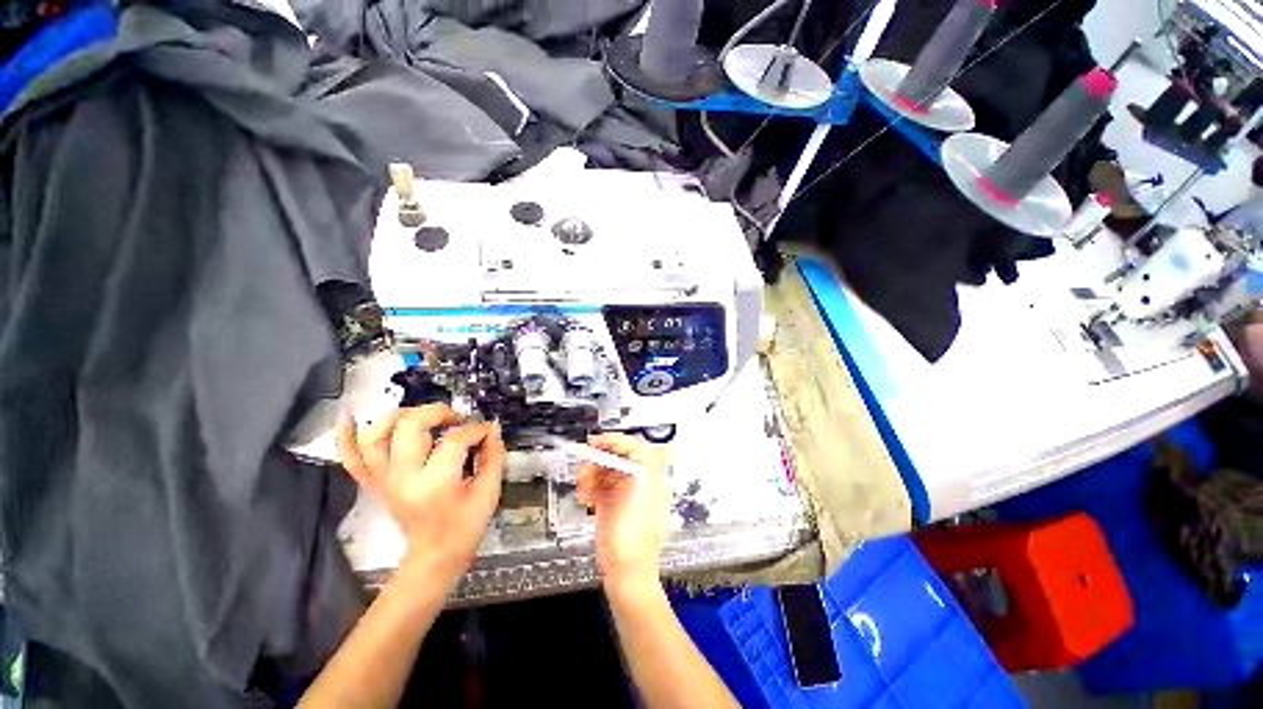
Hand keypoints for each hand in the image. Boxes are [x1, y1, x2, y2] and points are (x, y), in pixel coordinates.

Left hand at [338, 405, 505, 583]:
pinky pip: (352, 458)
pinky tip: (349, 417)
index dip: (476, 429)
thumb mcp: (488, 494)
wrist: (434, 558)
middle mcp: (403, 479)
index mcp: (434, 484)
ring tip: (422, 415)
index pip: (454, 440)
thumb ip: (494, 458)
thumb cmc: (464, 529)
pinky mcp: (375, 484)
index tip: (489, 430)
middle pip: (410, 426)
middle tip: (457, 418)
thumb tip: (493, 429)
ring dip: (399, 416)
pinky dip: (346, 436)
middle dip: (437, 412)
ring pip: (376, 436)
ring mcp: (384, 481)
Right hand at [575, 433, 670, 588]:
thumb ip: (638, 466)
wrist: (627, 574)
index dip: (617, 441)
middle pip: (618, 458)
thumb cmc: (636, 538)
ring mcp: (624, 495)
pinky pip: (599, 487)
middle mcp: (638, 483)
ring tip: (583, 483)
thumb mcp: (639, 496)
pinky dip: (590, 487)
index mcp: (651, 479)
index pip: (636, 448)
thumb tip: (633, 444)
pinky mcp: (611, 506)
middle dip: (600, 458)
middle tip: (585, 461)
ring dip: (592, 473)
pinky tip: (585, 495)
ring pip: (606, 472)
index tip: (599, 442)